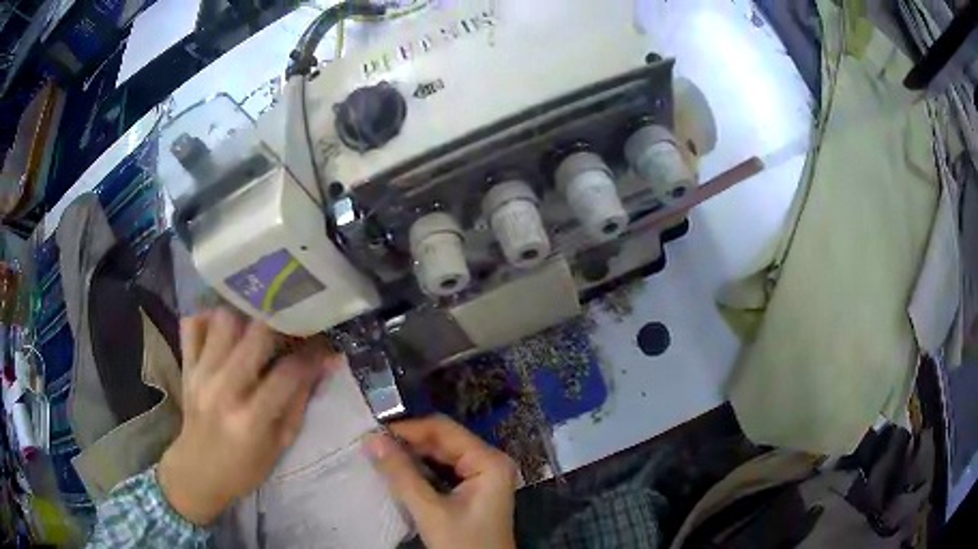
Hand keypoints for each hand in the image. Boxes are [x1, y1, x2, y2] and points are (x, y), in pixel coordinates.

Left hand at [158, 308, 338, 524]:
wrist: (197, 471)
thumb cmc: (244, 467)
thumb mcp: (280, 444)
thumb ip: (300, 401)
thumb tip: (326, 363)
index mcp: (251, 419)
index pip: (289, 372)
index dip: (312, 354)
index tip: (323, 346)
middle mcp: (223, 389)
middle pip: (256, 334)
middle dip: (282, 324)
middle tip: (292, 327)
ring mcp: (200, 374)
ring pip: (224, 319)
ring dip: (246, 317)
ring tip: (258, 327)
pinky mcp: (186, 367)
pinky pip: (192, 325)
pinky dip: (208, 319)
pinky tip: (224, 329)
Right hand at [367, 416, 518, 548]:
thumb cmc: (462, 544)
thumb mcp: (430, 511)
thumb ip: (402, 474)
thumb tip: (373, 439)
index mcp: (488, 461)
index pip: (443, 430)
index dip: (408, 429)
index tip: (374, 434)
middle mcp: (489, 461)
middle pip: (443, 441)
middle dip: (408, 443)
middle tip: (372, 446)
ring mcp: (482, 476)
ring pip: (441, 455)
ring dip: (411, 456)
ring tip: (379, 456)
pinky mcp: (473, 490)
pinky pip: (443, 470)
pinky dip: (420, 471)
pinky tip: (398, 472)